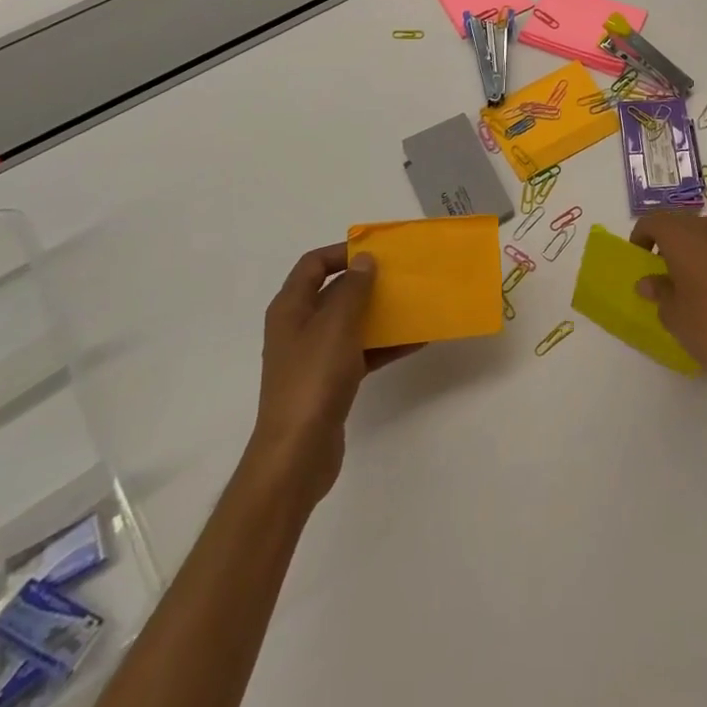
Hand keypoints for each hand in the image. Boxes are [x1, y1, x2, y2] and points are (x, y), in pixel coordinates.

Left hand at [248, 244, 416, 506]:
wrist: (298, 454)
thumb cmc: (313, 379)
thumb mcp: (336, 326)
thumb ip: (352, 289)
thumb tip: (364, 259)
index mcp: (290, 308)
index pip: (313, 264)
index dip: (343, 252)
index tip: (377, 252)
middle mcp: (299, 327)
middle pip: (334, 292)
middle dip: (367, 282)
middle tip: (401, 276)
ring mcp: (314, 357)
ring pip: (351, 323)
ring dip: (380, 313)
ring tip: (414, 305)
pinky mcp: (330, 382)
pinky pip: (361, 352)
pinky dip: (385, 345)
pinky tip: (416, 342)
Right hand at [631, 212, 706, 432]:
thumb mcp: (672, 314)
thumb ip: (658, 291)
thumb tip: (648, 282)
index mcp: (681, 235)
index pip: (653, 221)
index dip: (642, 236)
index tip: (640, 257)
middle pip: (683, 222)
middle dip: (671, 240)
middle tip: (665, 270)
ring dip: (704, 239)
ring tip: (699, 267)